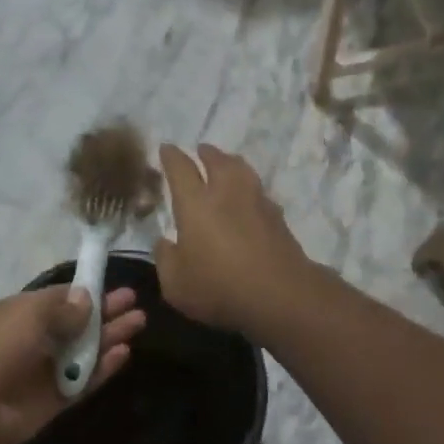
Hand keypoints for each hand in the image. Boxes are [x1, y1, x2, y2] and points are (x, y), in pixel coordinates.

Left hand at [0, 285, 145, 443]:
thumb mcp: (29, 314)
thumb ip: (62, 307)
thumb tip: (86, 299)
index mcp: (16, 315)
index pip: (56, 299)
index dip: (84, 293)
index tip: (111, 286)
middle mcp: (30, 341)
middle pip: (75, 324)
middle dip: (104, 312)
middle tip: (134, 302)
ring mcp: (43, 372)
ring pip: (83, 351)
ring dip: (109, 336)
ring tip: (139, 321)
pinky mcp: (54, 400)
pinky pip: (84, 381)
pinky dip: (103, 368)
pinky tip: (125, 353)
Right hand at [155, 143, 313, 339]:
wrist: (279, 295)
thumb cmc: (218, 287)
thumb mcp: (176, 284)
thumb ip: (166, 259)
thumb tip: (164, 243)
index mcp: (195, 204)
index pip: (181, 169)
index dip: (172, 157)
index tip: (166, 148)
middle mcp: (226, 194)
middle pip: (218, 161)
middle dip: (207, 153)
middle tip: (202, 150)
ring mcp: (256, 203)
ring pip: (243, 171)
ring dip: (232, 163)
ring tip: (228, 163)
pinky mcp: (278, 217)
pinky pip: (260, 192)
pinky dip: (250, 188)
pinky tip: (250, 197)